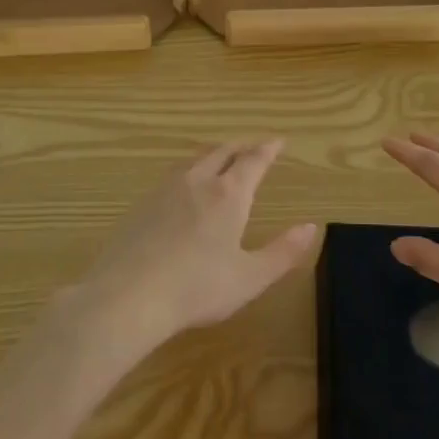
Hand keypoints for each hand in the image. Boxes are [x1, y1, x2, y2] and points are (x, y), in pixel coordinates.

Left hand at [71, 140, 318, 350]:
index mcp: (228, 195)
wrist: (127, 297)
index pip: (252, 161)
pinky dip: (189, 170)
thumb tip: (311, 227)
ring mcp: (164, 191)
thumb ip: (283, 252)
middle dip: (241, 146)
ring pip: (194, 160)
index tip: (278, 141)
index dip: (268, 149)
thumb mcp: (250, 277)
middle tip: (253, 147)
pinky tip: (184, 187)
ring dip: (213, 154)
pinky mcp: (141, 205)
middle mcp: (197, 182)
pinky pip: (172, 175)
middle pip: (222, 151)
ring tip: (221, 158)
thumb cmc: (197, 289)